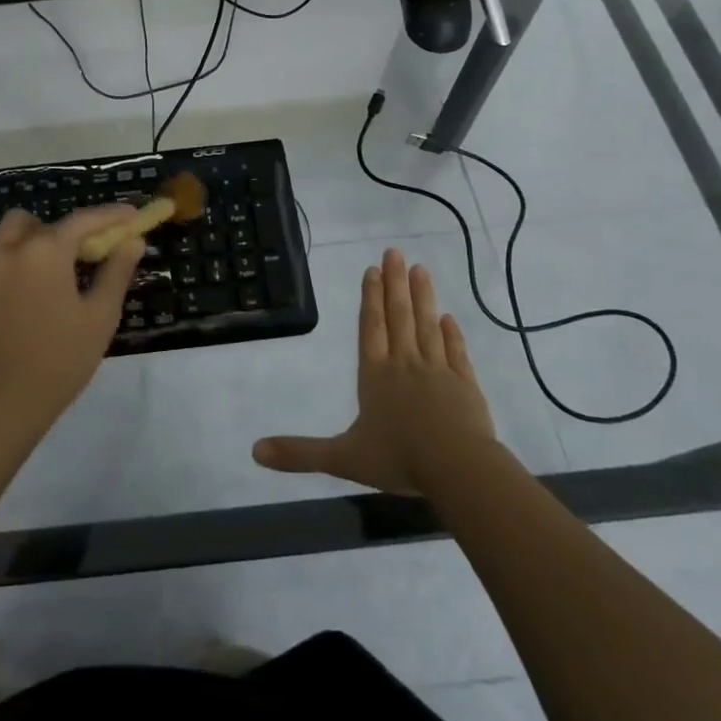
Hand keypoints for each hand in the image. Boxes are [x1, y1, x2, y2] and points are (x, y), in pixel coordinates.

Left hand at [0, 204, 143, 435]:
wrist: (2, 402)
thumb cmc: (60, 358)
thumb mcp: (100, 315)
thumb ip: (117, 271)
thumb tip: (132, 241)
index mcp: (44, 251)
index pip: (83, 220)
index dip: (111, 215)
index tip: (133, 216)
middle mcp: (12, 250)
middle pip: (42, 222)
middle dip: (69, 230)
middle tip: (92, 253)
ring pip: (14, 235)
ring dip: (39, 240)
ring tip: (61, 272)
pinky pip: (1, 260)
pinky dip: (22, 262)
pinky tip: (37, 295)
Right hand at [253, 247, 495, 495]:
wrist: (458, 468)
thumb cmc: (398, 458)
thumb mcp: (342, 458)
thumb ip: (300, 454)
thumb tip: (254, 451)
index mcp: (375, 375)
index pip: (370, 327)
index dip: (370, 298)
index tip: (373, 269)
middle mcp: (404, 364)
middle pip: (398, 317)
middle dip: (394, 284)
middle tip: (395, 252)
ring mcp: (438, 371)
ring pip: (427, 326)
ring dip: (422, 297)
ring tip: (420, 269)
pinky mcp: (466, 385)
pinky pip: (456, 352)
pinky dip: (452, 333)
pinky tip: (449, 317)